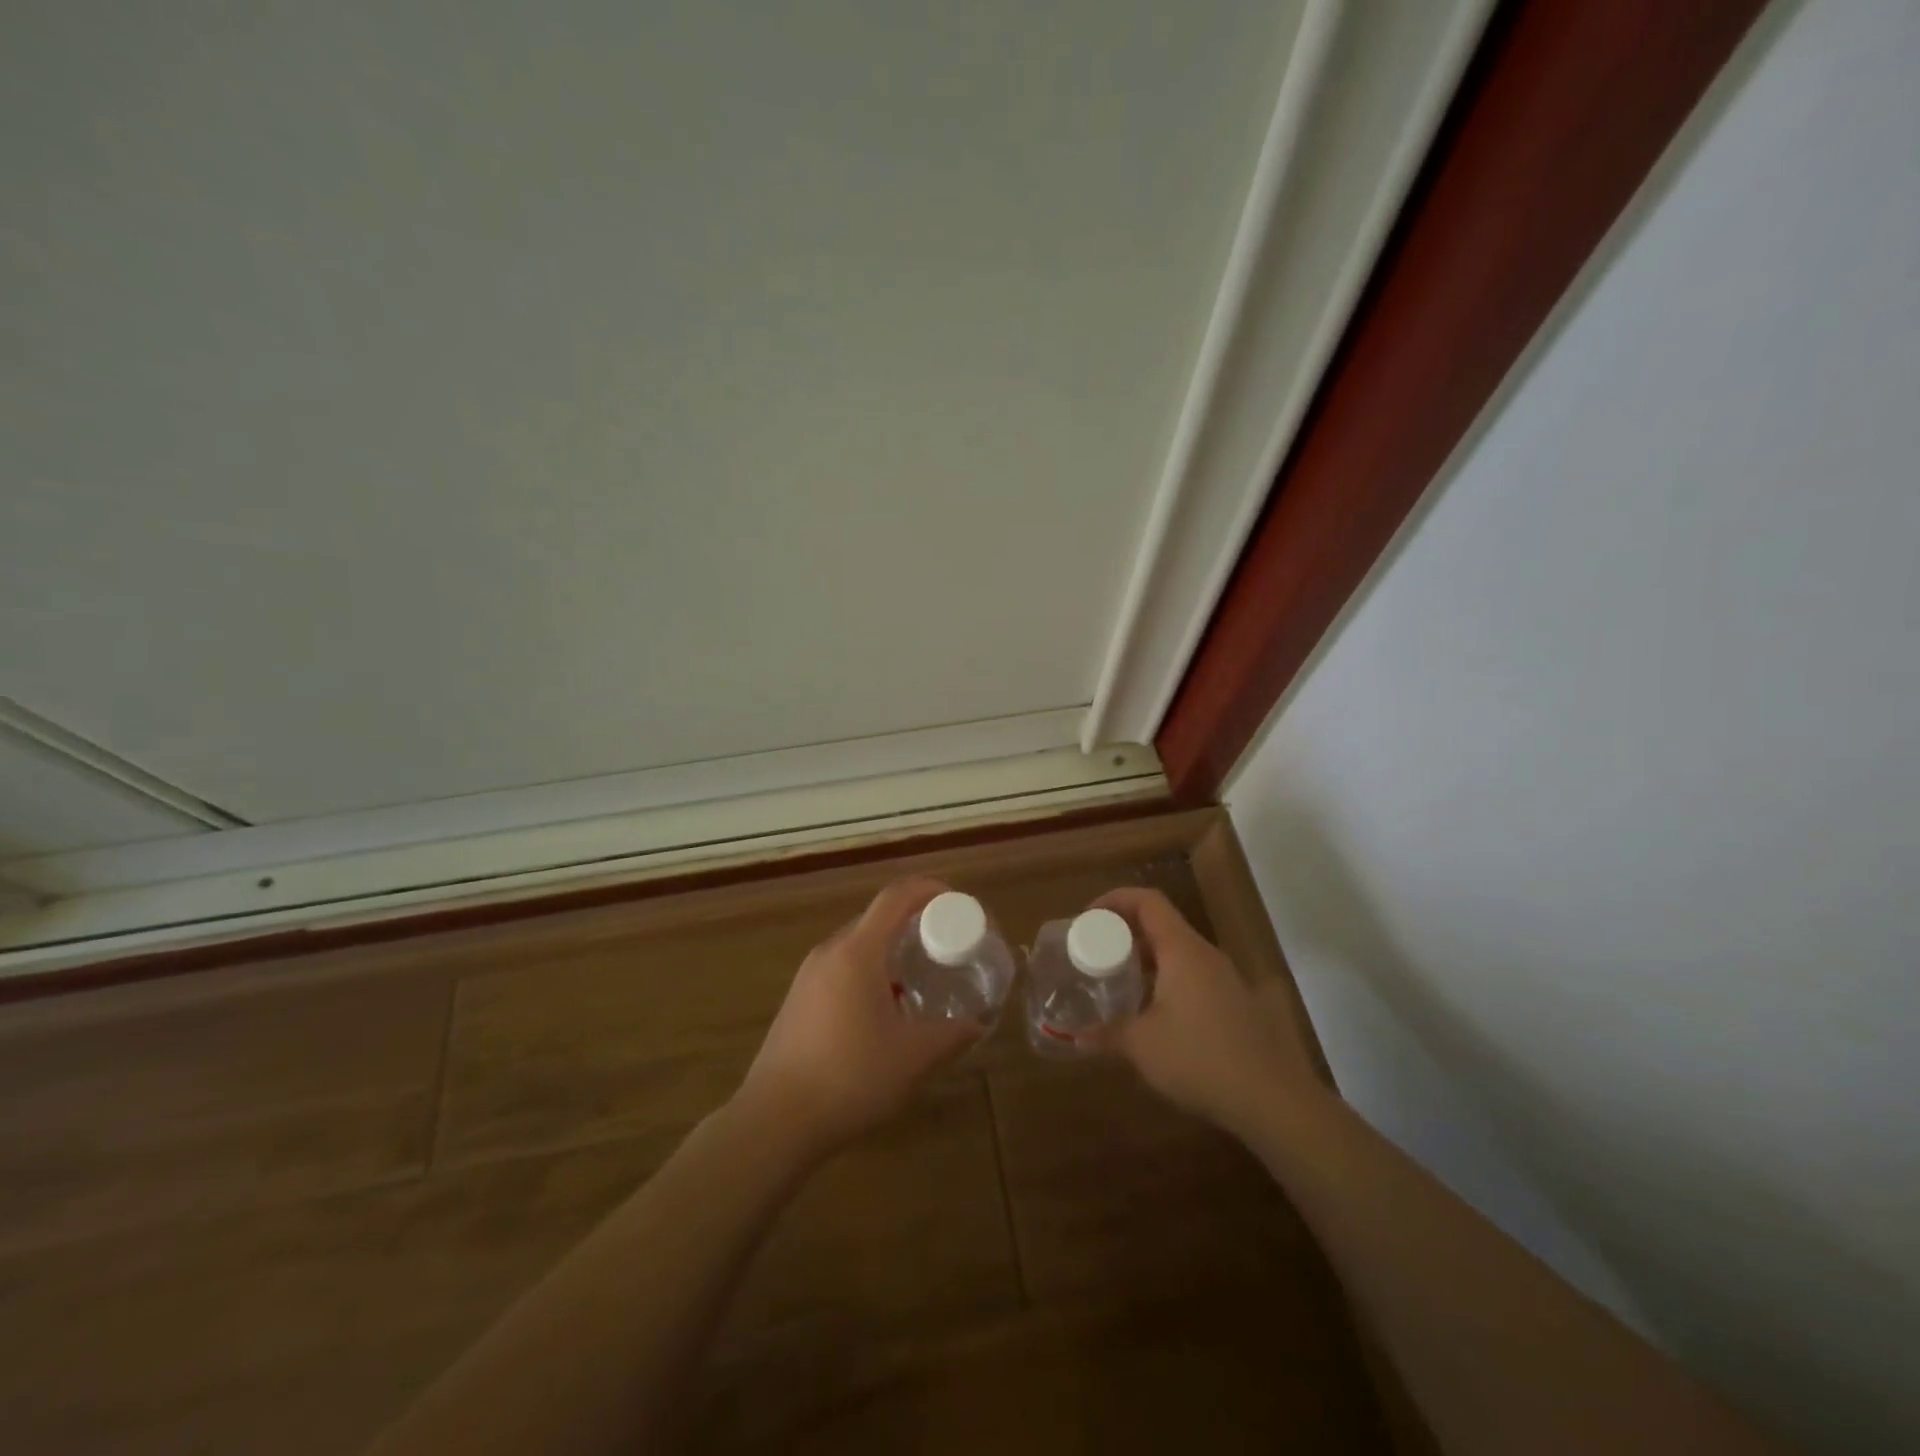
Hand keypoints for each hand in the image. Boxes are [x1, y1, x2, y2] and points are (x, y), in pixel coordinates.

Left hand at [735, 878, 982, 1156]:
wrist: (774, 1121)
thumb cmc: (849, 1078)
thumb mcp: (913, 1058)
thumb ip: (951, 1035)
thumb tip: (978, 1024)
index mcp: (857, 952)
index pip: (896, 897)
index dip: (930, 890)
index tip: (959, 903)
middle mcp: (830, 952)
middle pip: (878, 919)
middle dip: (915, 925)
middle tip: (947, 947)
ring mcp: (808, 976)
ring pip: (859, 946)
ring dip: (892, 953)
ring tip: (920, 981)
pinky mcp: (798, 999)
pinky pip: (842, 969)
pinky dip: (870, 973)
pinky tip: (884, 1012)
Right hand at [1089, 888, 1328, 1139]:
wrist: (1274, 1101)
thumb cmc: (1200, 1060)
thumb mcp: (1142, 1046)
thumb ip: (1106, 1034)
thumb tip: (1075, 1037)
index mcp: (1182, 950)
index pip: (1147, 901)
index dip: (1114, 899)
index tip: (1087, 919)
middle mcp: (1206, 955)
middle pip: (1162, 923)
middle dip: (1125, 931)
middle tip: (1095, 952)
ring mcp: (1226, 979)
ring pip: (1178, 951)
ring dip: (1146, 958)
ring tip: (1118, 981)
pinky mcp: (1237, 1003)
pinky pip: (1193, 975)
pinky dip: (1167, 979)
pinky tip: (1154, 1013)